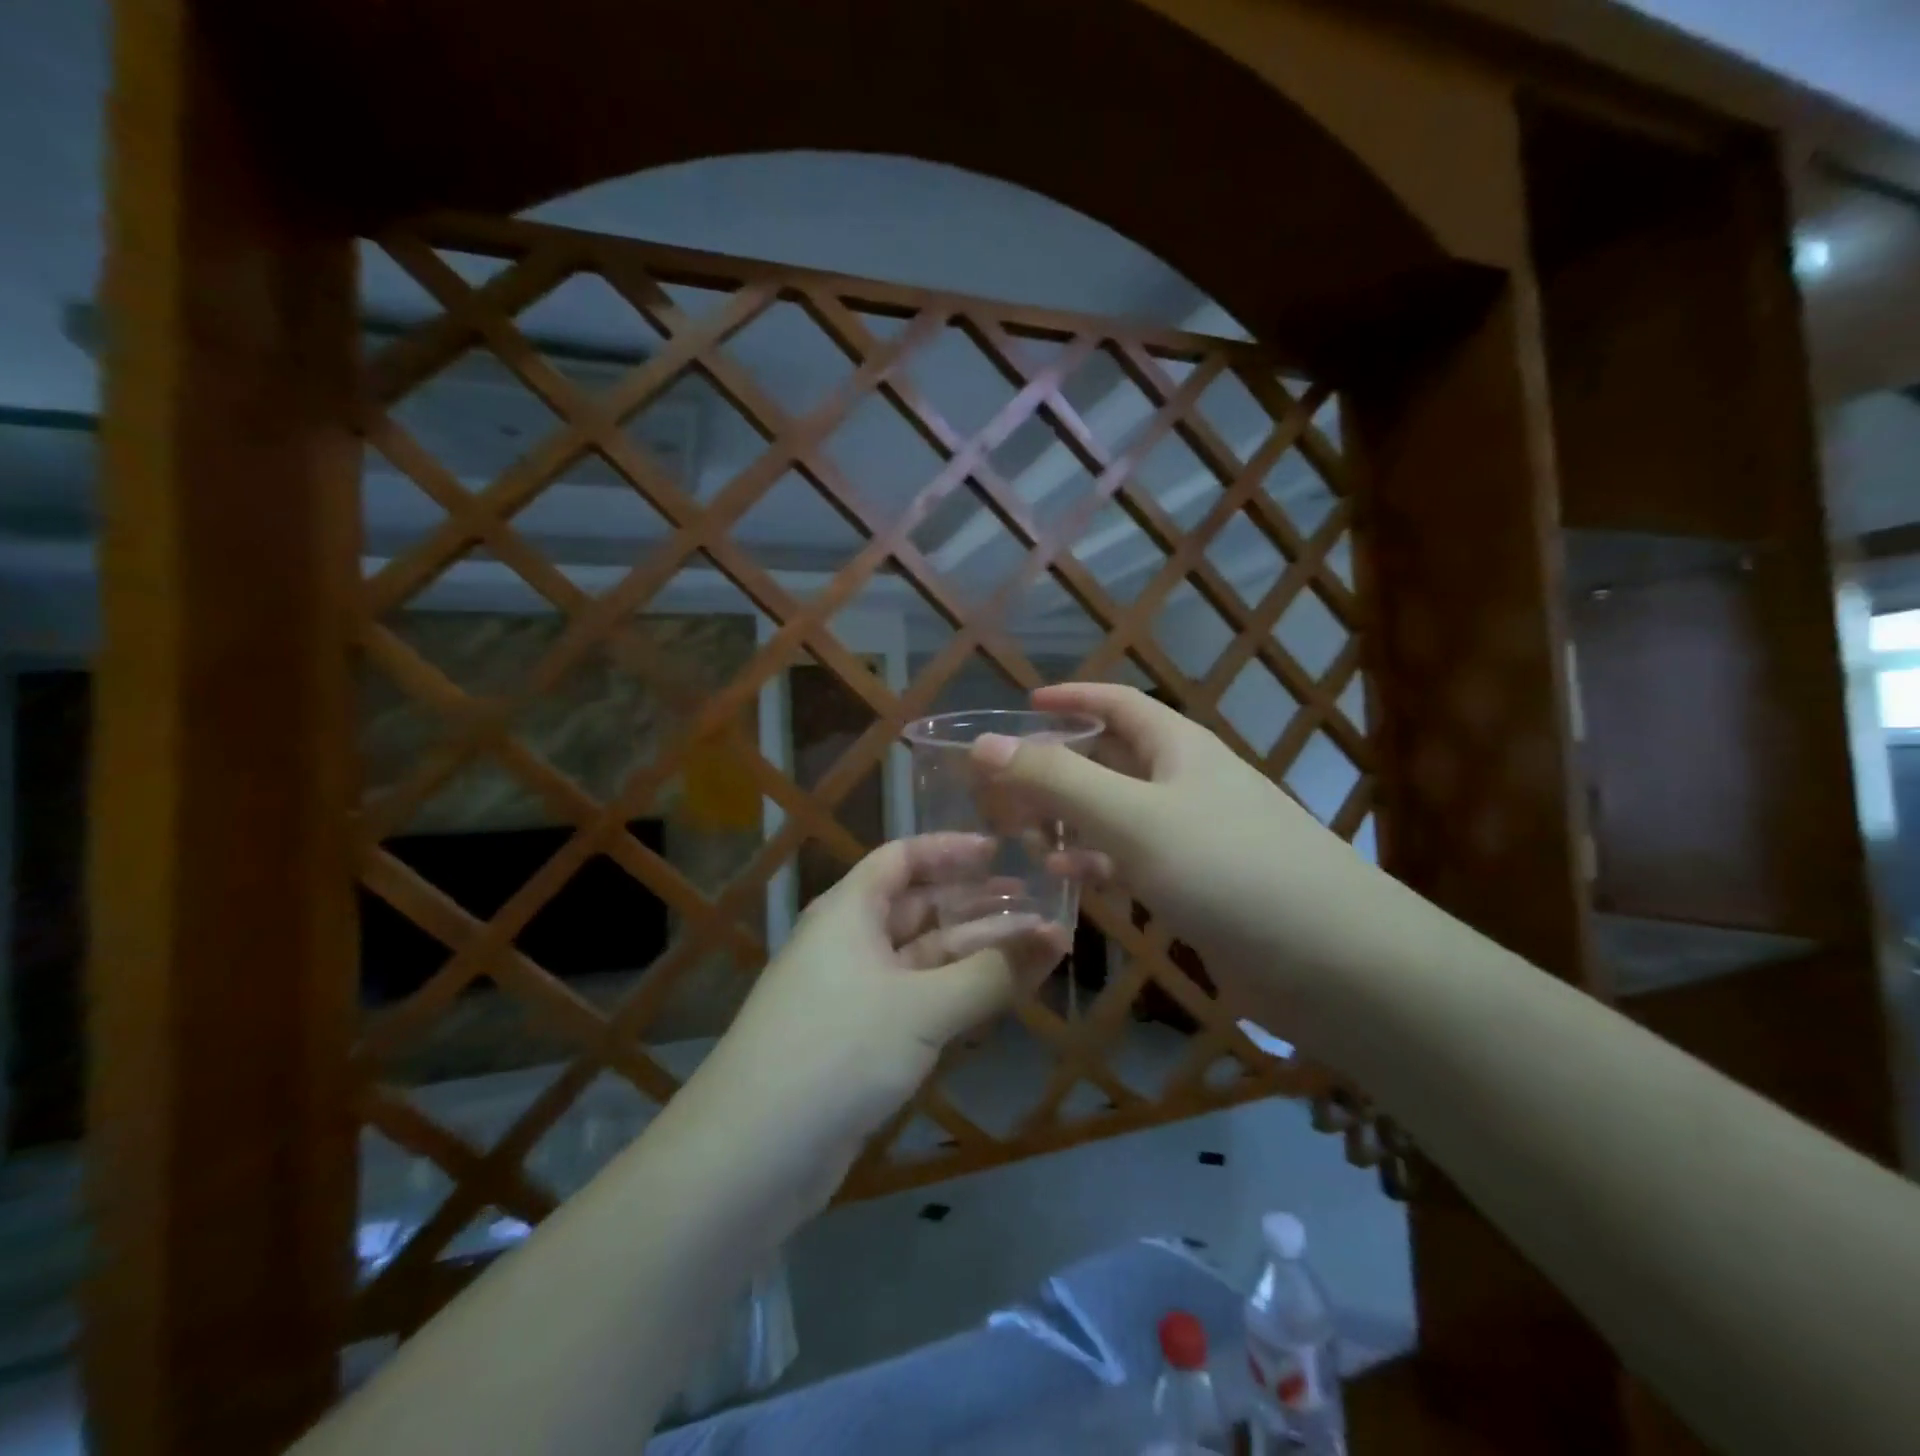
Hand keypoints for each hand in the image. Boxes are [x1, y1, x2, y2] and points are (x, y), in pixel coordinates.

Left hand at [683, 834, 1069, 1211]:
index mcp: (849, 911)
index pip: (902, 858)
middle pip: (920, 908)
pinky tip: (999, 998)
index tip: (1002, 852)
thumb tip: (1055, 937)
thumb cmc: (837, 1051)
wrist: (752, 1155)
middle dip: (978, 906)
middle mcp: (849, 942)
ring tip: (1040, 950)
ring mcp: (853, 993)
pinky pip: (918, 1000)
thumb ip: (992, 973)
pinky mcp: (859, 1040)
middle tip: (1039, 906)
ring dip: (977, 954)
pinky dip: (957, 995)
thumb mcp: (923, 1008)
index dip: (951, 850)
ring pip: (924, 958)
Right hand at [972, 683, 1379, 1031]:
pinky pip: (1133, 862)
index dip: (1070, 698)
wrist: (1335, 964)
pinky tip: (1065, 880)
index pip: (1117, 703)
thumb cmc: (1229, 868)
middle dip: (1057, 765)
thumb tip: (985, 744)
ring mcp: (1194, 838)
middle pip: (1111, 759)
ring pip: (1117, 815)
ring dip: (1069, 819)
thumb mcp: (1133, 817)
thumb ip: (1057, 780)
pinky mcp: (1198, 888)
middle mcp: (1187, 784)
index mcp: (1179, 748)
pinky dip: (1096, 864)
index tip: (1022, 705)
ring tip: (1018, 834)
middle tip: (1001, 784)